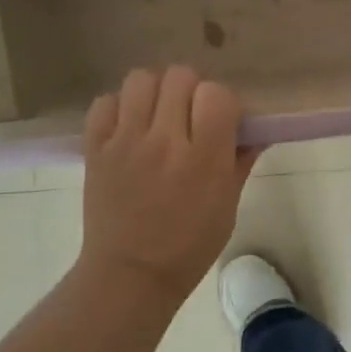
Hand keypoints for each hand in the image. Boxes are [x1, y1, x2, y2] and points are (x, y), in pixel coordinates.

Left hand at [79, 67, 260, 301]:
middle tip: (190, 117)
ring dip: (155, 92)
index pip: (217, 93)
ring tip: (158, 116)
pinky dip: (119, 108)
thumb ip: (241, 161)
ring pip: (141, 79)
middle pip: (180, 77)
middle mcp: (164, 141)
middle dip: (191, 91)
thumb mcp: (228, 206)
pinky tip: (129, 128)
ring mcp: (125, 142)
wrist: (131, 274)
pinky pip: (105, 102)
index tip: (221, 121)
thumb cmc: (190, 246)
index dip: (223, 102)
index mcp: (203, 159)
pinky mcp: (95, 148)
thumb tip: (255, 131)